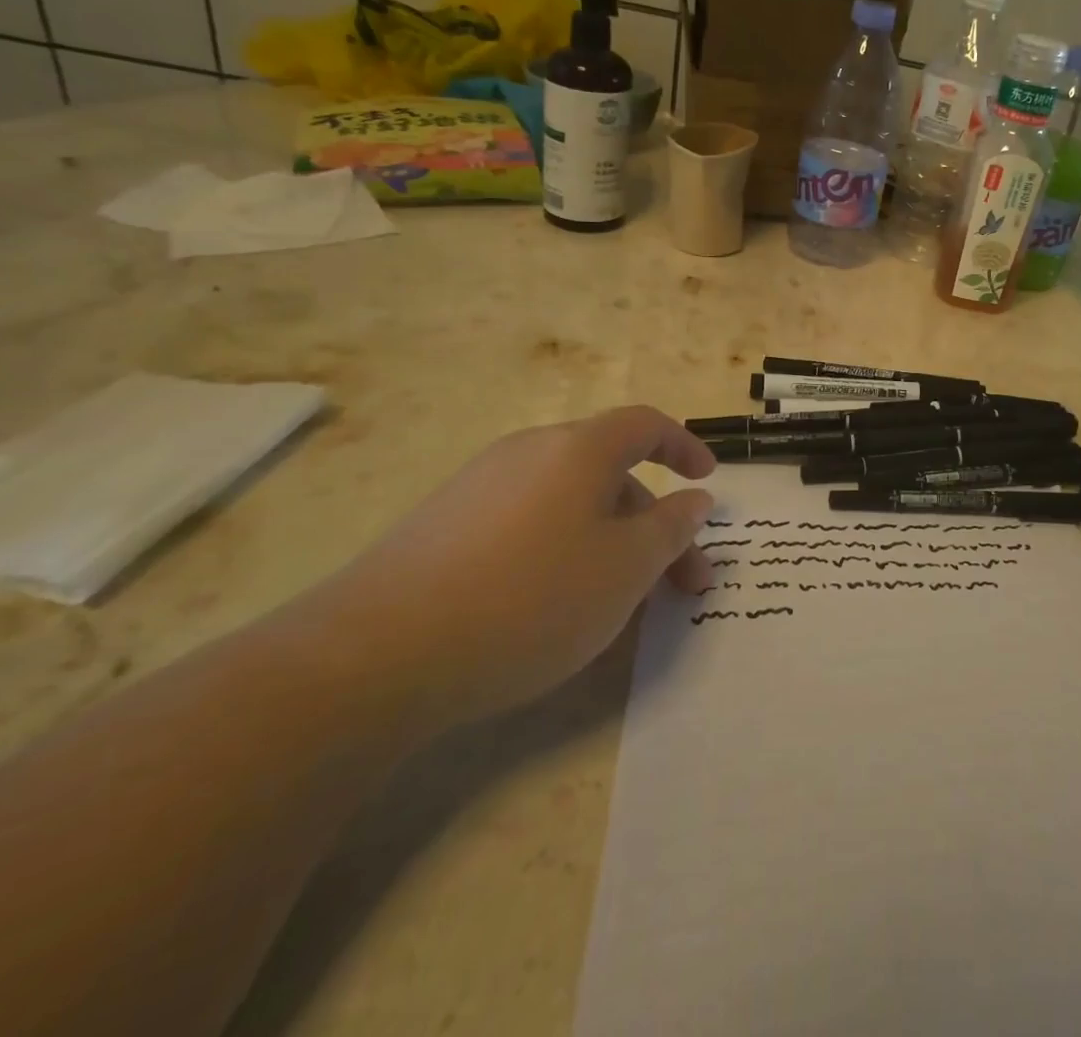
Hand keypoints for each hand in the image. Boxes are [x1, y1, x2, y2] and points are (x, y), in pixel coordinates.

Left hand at [303, 407, 716, 734]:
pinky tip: (554, 605)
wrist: (373, 656)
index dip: (685, 446)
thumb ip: (671, 529)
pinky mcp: (442, 527)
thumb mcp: (626, 568)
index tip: (707, 480)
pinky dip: (563, 550)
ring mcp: (480, 488)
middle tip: (680, 583)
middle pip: (610, 472)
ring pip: (569, 502)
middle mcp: (529, 452)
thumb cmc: (530, 598)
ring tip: (621, 602)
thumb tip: (694, 500)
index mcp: (578, 449)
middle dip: (655, 521)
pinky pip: (527, 523)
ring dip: (611, 540)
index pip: (646, 424)